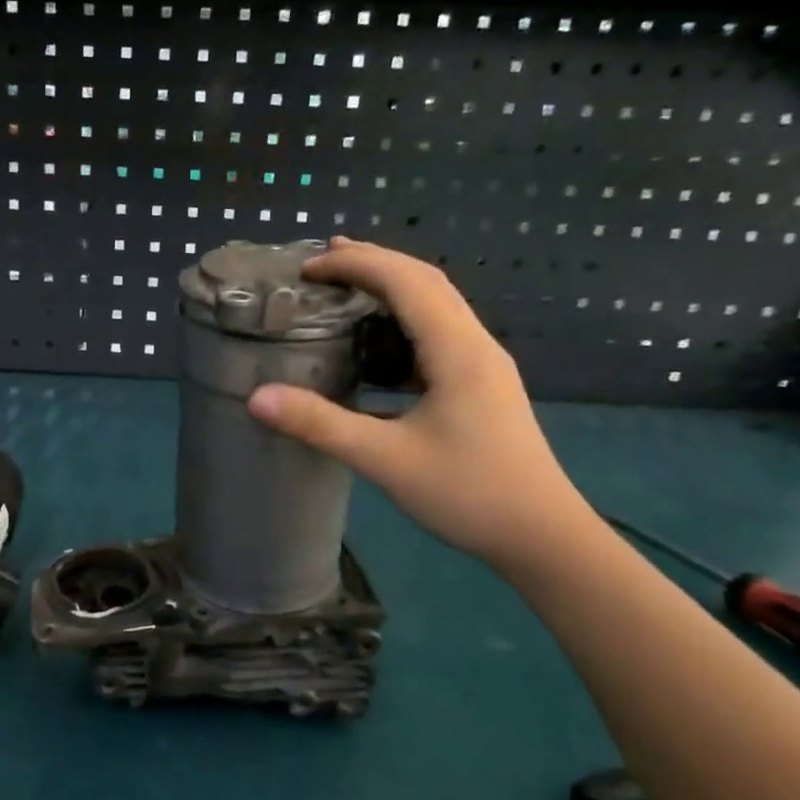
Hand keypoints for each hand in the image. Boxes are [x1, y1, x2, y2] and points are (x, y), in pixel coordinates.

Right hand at [247, 237, 587, 571]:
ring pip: (436, 305)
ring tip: (347, 289)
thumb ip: (320, 425)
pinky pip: (439, 334)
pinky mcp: (482, 386)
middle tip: (322, 263)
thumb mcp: (386, 460)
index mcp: (457, 349)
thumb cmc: (469, 494)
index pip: (405, 281)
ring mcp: (484, 364)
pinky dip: (403, 322)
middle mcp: (475, 344)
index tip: (306, 269)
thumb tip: (257, 398)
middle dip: (373, 262)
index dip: (355, 264)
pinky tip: (378, 347)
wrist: (542, 537)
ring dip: (391, 288)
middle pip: (425, 280)